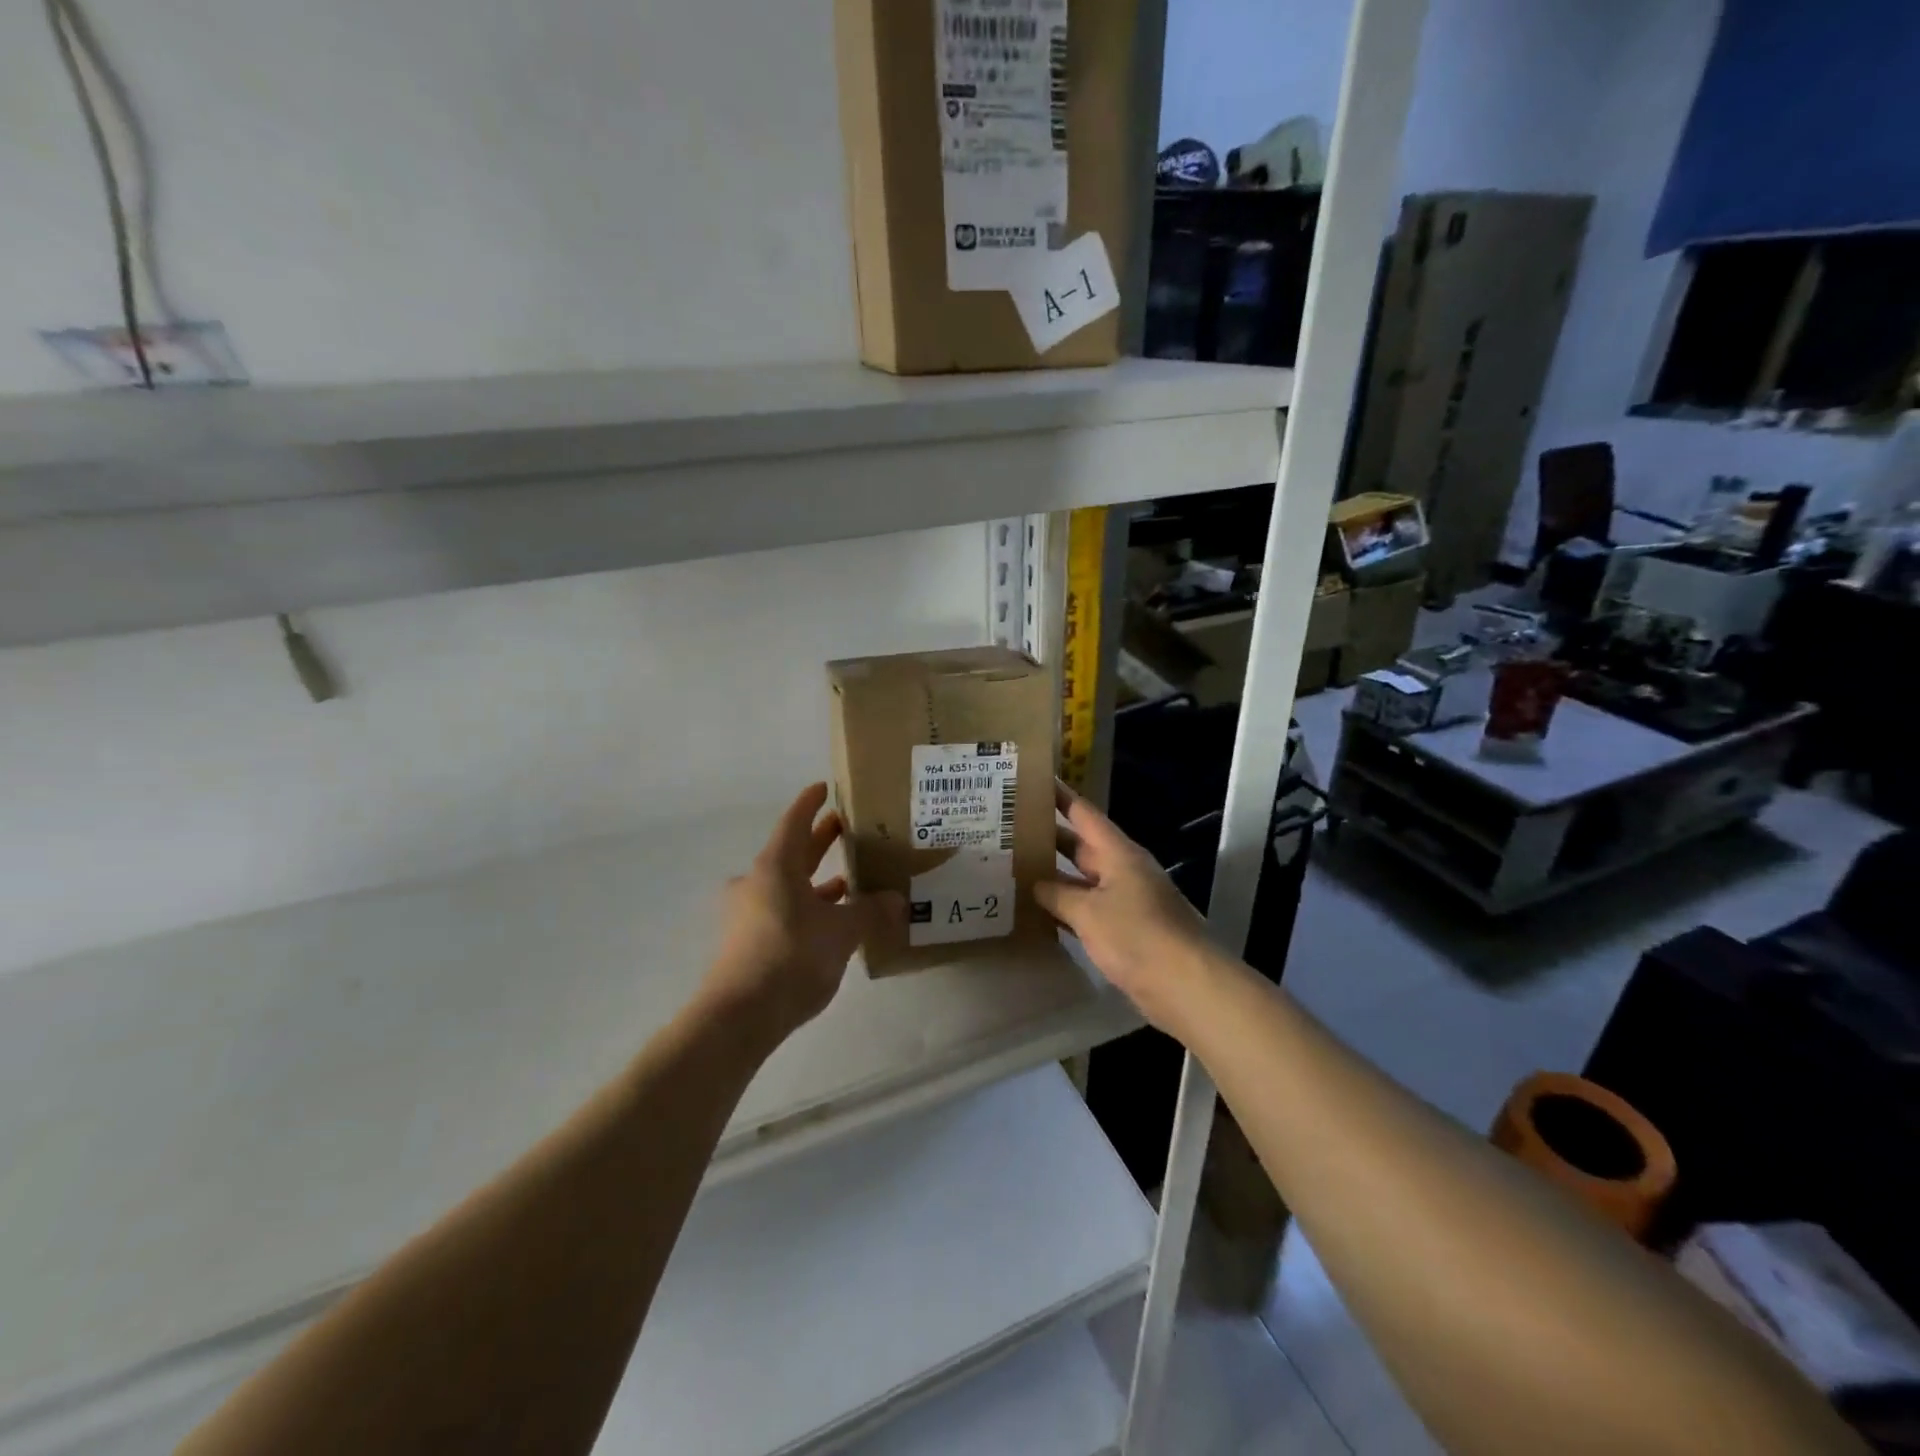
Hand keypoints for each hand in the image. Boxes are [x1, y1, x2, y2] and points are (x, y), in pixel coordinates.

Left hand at [703, 783, 902, 1046]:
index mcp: (775, 866)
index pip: (795, 821)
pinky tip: (830, 924)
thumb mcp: (842, 931)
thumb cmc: (792, 957)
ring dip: (814, 880)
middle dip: (818, 841)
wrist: (739, 1016)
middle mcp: (757, 882)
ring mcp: (747, 913)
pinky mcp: (747, 942)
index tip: (825, 789)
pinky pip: (782, 912)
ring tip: (847, 881)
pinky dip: (806, 909)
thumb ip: (869, 911)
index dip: (811, 803)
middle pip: (791, 852)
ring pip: (786, 886)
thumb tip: (895, 899)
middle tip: (845, 829)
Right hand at [1035, 780, 1219, 1037]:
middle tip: (1007, 828)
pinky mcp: (1122, 930)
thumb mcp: (1089, 912)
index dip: (1058, 795)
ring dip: (1051, 874)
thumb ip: (1058, 894)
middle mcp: (1121, 870)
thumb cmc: (1138, 936)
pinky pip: (1085, 909)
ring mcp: (1123, 900)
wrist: (1185, 985)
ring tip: (1011, 865)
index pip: (1083, 813)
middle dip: (1046, 835)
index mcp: (1117, 853)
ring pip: (1079, 879)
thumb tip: (1034, 883)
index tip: (1030, 781)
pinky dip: (1062, 908)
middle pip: (1079, 845)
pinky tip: (1035, 910)